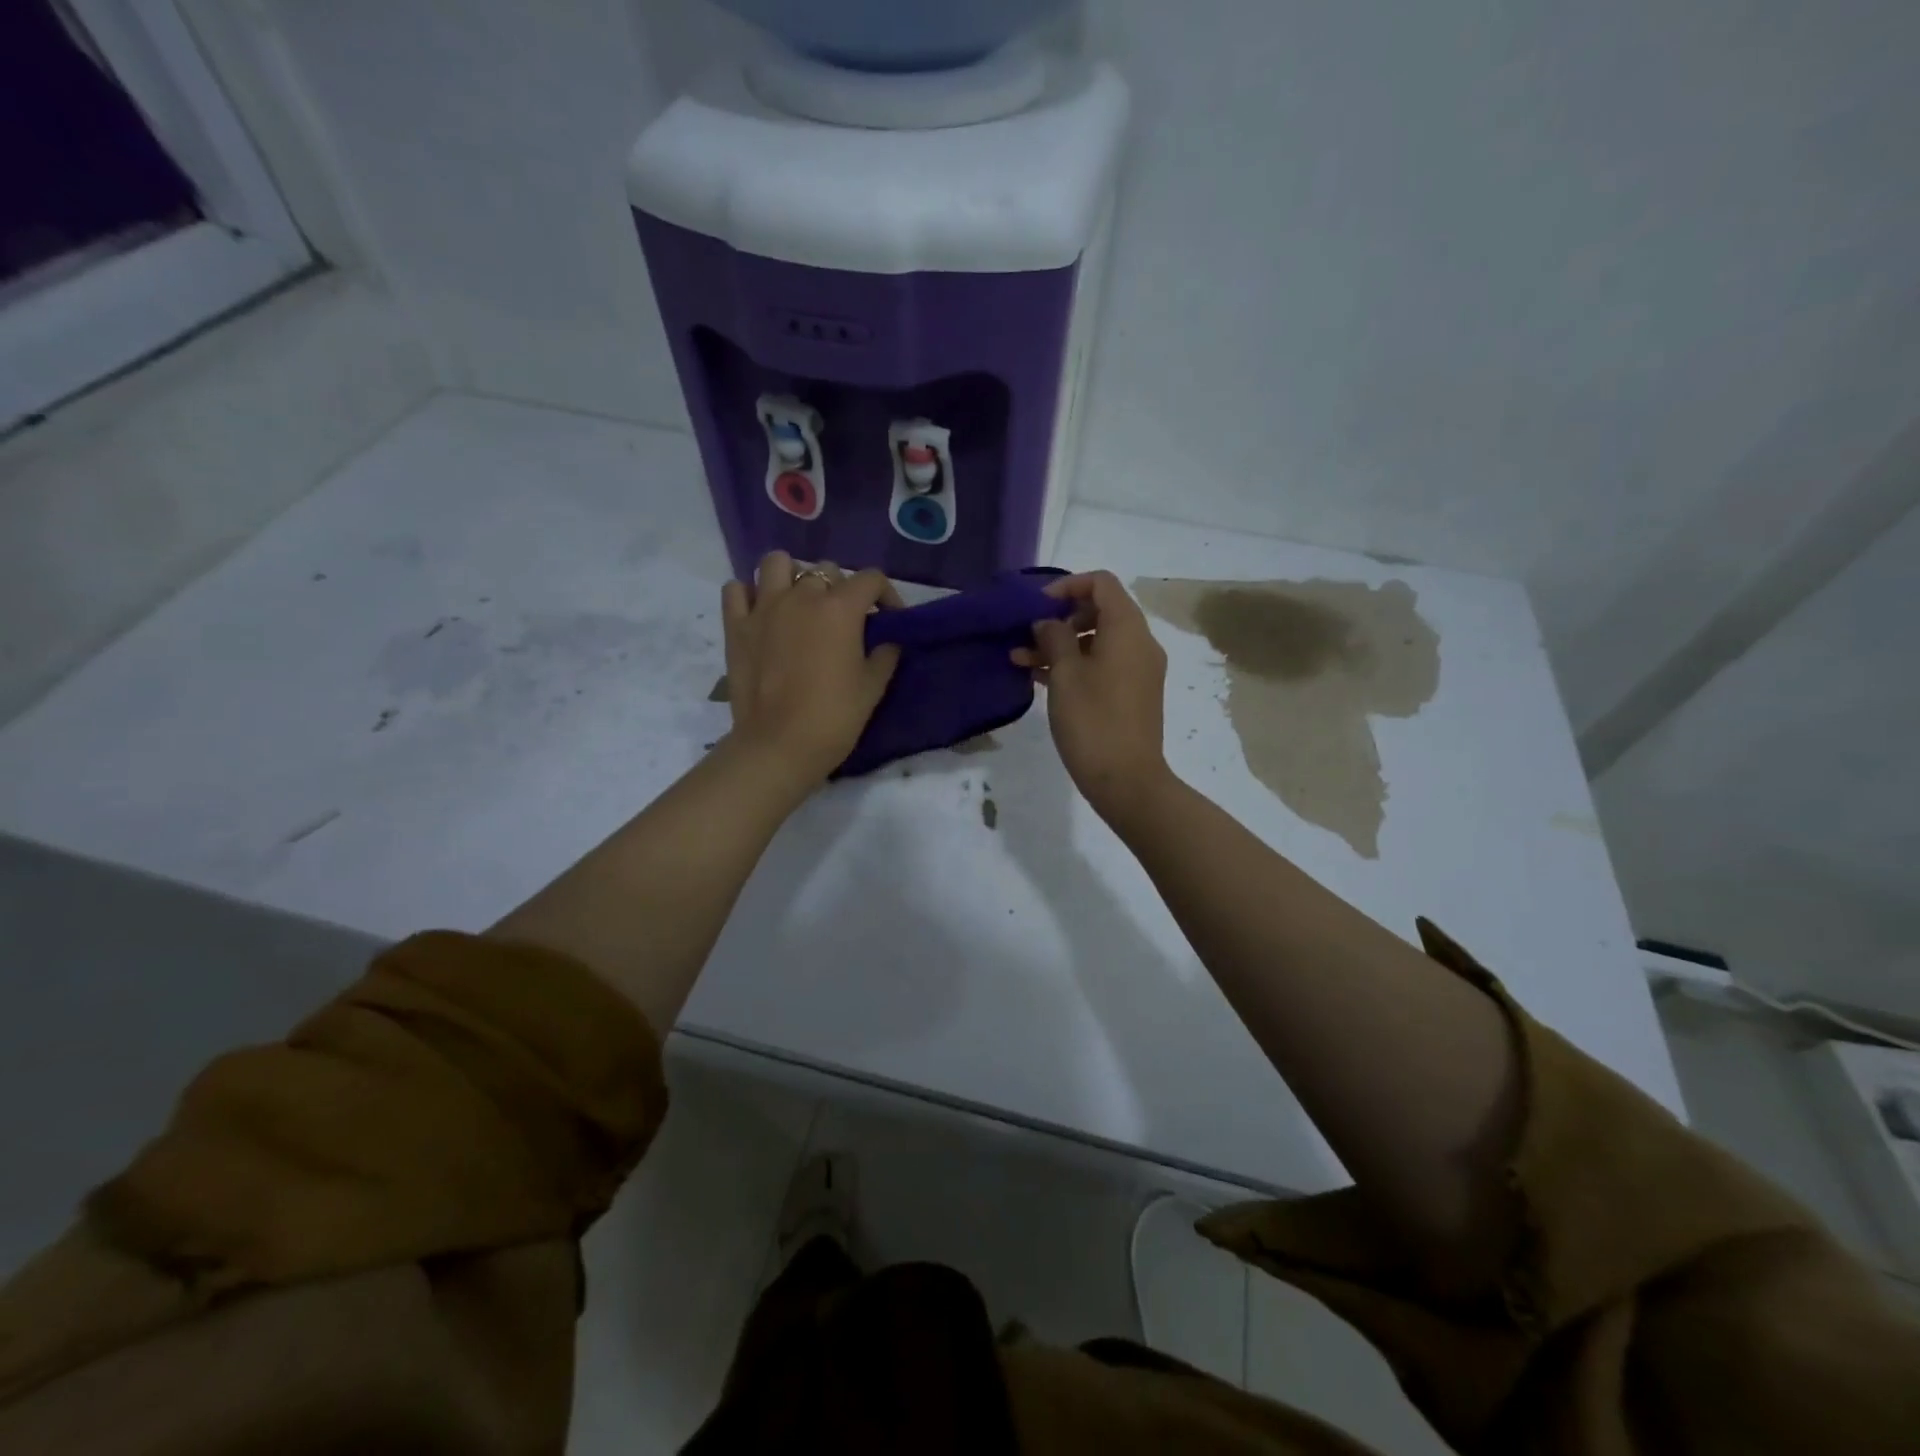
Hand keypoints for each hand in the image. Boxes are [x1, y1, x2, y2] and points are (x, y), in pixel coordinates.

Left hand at [721, 553, 902, 787]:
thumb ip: (884, 655)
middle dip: (841, 589)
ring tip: (800, 602)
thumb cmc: (834, 717)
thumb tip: (888, 641)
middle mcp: (801, 596)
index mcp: (839, 608)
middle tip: (845, 620)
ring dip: (792, 576)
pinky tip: (762, 613)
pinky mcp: (735, 626)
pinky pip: (736, 590)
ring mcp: (763, 608)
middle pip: (826, 571)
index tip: (890, 618)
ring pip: (776, 563)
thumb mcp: (873, 687)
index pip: (871, 579)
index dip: (887, 595)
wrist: (779, 746)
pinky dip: (749, 594)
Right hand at [1014, 570, 1170, 822]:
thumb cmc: (1093, 721)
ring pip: (1098, 640)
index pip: (1102, 583)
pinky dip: (1076, 664)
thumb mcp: (1065, 674)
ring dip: (1062, 644)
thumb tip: (1048, 622)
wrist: (1126, 780)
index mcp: (1128, 629)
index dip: (1067, 586)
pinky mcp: (1133, 694)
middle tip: (1029, 636)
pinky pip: (1104, 664)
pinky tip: (1040, 677)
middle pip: (1101, 610)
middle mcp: (1140, 643)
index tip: (1037, 607)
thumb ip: (1054, 638)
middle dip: (1060, 618)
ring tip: (1021, 659)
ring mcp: (1139, 670)